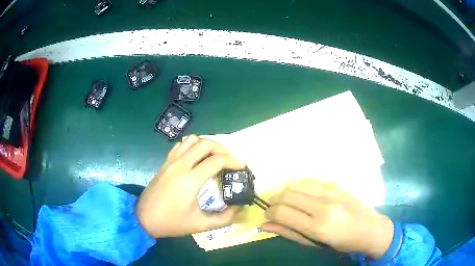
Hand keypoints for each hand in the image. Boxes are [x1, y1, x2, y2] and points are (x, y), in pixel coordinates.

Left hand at [136, 135, 244, 237]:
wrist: (144, 218)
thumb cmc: (171, 222)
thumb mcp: (200, 225)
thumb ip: (224, 218)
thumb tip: (239, 209)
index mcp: (190, 180)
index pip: (216, 160)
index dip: (233, 161)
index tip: (242, 167)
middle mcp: (181, 165)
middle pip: (205, 143)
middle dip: (222, 148)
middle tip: (229, 160)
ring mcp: (171, 162)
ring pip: (192, 140)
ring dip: (206, 144)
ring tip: (214, 157)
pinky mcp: (165, 163)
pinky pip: (180, 145)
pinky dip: (192, 146)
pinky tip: (196, 157)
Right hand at [260, 178, 393, 258]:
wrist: (369, 228)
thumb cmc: (341, 242)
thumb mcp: (314, 244)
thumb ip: (288, 233)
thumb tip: (264, 225)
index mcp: (318, 226)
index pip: (282, 212)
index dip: (269, 212)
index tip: (267, 215)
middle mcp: (323, 206)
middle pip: (287, 195)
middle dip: (274, 201)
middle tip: (273, 208)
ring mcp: (331, 191)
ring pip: (296, 184)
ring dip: (284, 192)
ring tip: (284, 201)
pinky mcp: (336, 183)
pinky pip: (309, 180)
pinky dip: (298, 186)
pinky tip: (299, 194)